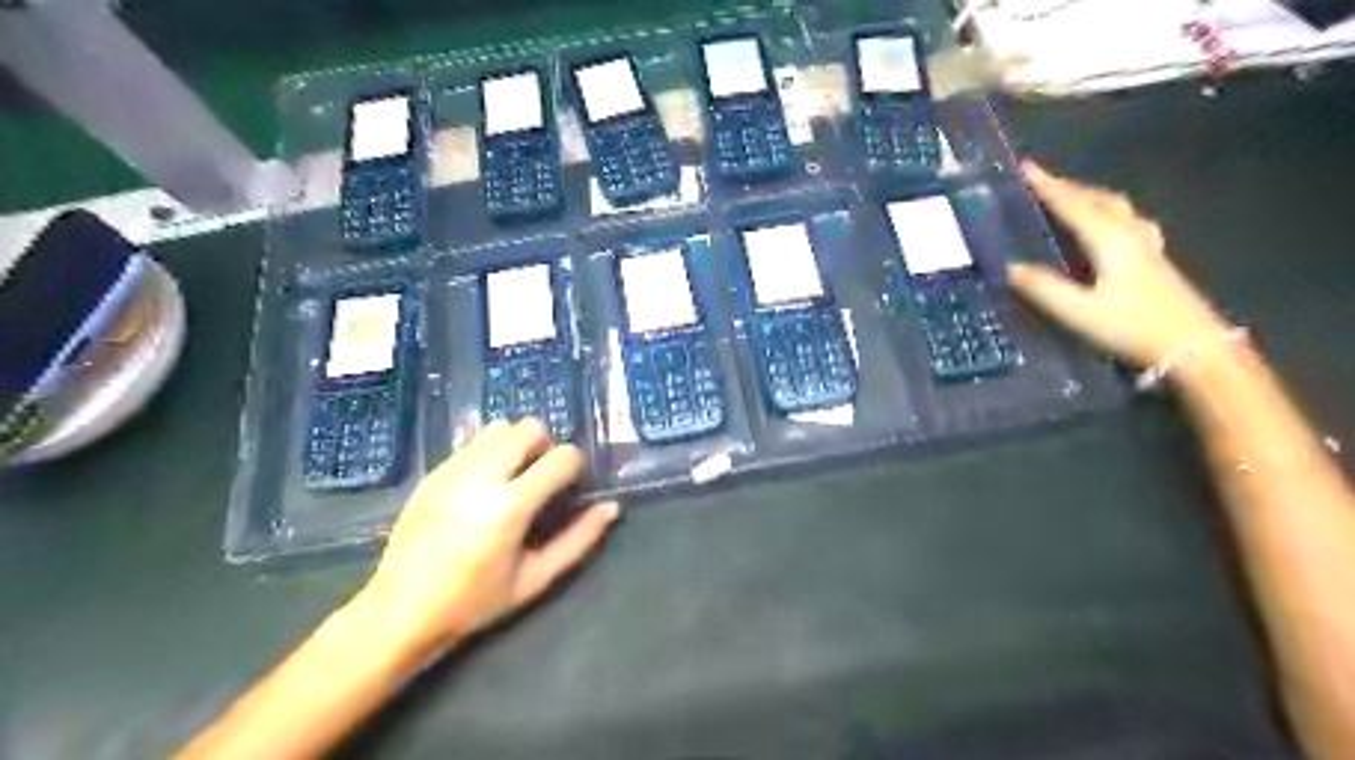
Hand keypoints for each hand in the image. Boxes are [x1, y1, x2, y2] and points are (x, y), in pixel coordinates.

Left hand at [352, 420, 620, 660]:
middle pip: (530, 428)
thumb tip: (611, 508)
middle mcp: (481, 478)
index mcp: (510, 507)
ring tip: (515, 476)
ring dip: (518, 443)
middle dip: (547, 446)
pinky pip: (473, 441)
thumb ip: (579, 540)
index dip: (576, 467)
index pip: (562, 457)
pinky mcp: (433, 472)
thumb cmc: (474, 603)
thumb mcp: (535, 579)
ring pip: (500, 426)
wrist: (400, 611)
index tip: (571, 489)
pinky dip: (491, 450)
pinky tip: (486, 483)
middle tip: (543, 478)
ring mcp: (452, 470)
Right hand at [1003, 161, 1228, 367]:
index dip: (1048, 186)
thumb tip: (1009, 267)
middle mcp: (1130, 234)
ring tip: (1068, 196)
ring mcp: (1147, 245)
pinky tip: (1108, 224)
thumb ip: (1044, 289)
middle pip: (1097, 199)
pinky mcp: (1155, 259)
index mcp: (1110, 241)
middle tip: (1040, 181)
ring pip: (1115, 207)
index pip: (1073, 206)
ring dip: (1088, 196)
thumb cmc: (1134, 328)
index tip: (1025, 167)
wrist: (1194, 348)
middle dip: (1067, 186)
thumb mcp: (1080, 313)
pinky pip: (1127, 221)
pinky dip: (1107, 212)